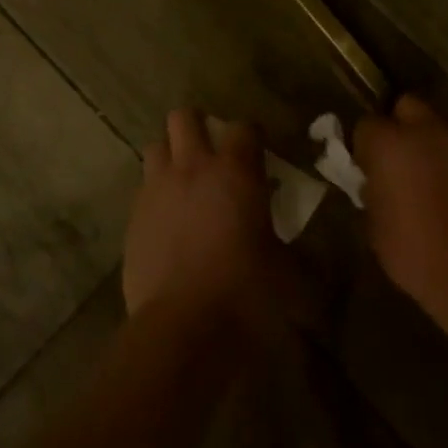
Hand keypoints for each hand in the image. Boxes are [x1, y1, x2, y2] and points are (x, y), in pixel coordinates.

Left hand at [123, 109, 282, 324]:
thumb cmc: (246, 296)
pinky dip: (156, 195)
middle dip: (198, 126)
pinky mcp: (133, 218)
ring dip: (170, 156)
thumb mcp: (291, 279)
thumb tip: (315, 259)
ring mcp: (156, 189)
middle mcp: (192, 167)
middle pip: (184, 117)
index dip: (252, 135)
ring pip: (156, 146)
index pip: (244, 127)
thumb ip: (302, 258)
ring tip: (184, 181)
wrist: (182, 330)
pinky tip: (168, 222)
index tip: (259, 152)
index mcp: (235, 171)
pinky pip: (143, 189)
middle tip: (212, 153)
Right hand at [355, 95, 447, 324]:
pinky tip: (447, 191)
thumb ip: (371, 189)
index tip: (365, 169)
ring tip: (422, 176)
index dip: (363, 147)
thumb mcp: (374, 224)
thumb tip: (373, 181)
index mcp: (388, 142)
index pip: (365, 125)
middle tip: (394, 159)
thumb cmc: (414, 252)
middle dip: (397, 126)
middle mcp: (424, 130)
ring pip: (434, 126)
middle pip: (405, 106)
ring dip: (425, 142)